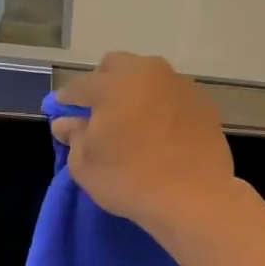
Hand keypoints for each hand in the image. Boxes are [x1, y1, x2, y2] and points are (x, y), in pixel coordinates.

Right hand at [51, 54, 238, 241]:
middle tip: (99, 112)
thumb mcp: (85, 165)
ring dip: (134, 92)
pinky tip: (160, 132)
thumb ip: (73, 136)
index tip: (61, 113)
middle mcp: (147, 73)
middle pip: (116, 66)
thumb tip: (67, 122)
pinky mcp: (203, 103)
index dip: (66, 100)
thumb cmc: (129, 180)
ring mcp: (179, 85)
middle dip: (102, 83)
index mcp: (113, 84)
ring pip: (148, 77)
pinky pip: (172, 96)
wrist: (194, 199)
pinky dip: (161, 107)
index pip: (79, 86)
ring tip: (132, 122)